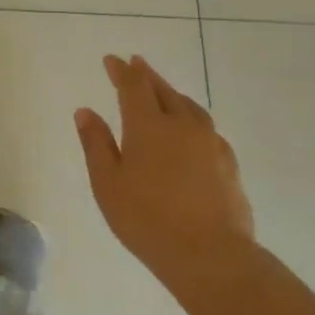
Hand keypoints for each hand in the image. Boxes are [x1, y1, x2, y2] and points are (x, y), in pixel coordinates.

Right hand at [74, 54, 254, 292]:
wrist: (210, 254)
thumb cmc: (146, 219)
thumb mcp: (107, 183)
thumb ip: (96, 144)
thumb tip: (85, 111)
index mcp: (148, 126)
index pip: (133, 86)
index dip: (121, 71)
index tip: (112, 59)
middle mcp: (182, 125)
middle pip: (164, 90)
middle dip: (147, 75)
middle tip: (136, 63)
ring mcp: (210, 143)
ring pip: (189, 106)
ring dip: (172, 93)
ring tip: (163, 91)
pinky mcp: (228, 163)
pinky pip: (206, 127)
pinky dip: (192, 117)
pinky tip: (191, 129)